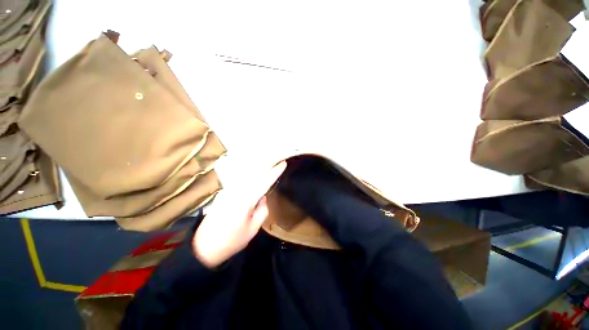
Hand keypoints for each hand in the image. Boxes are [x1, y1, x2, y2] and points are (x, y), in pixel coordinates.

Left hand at [192, 161, 286, 267]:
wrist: (203, 248)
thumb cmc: (232, 241)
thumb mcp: (253, 229)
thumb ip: (262, 211)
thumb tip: (262, 198)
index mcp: (246, 199)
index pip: (264, 182)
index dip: (275, 172)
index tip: (283, 163)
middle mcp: (236, 191)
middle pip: (255, 176)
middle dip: (266, 168)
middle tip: (276, 163)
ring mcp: (227, 192)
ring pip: (247, 179)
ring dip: (257, 173)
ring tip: (267, 168)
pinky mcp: (222, 195)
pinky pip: (240, 184)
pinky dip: (248, 180)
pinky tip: (253, 179)